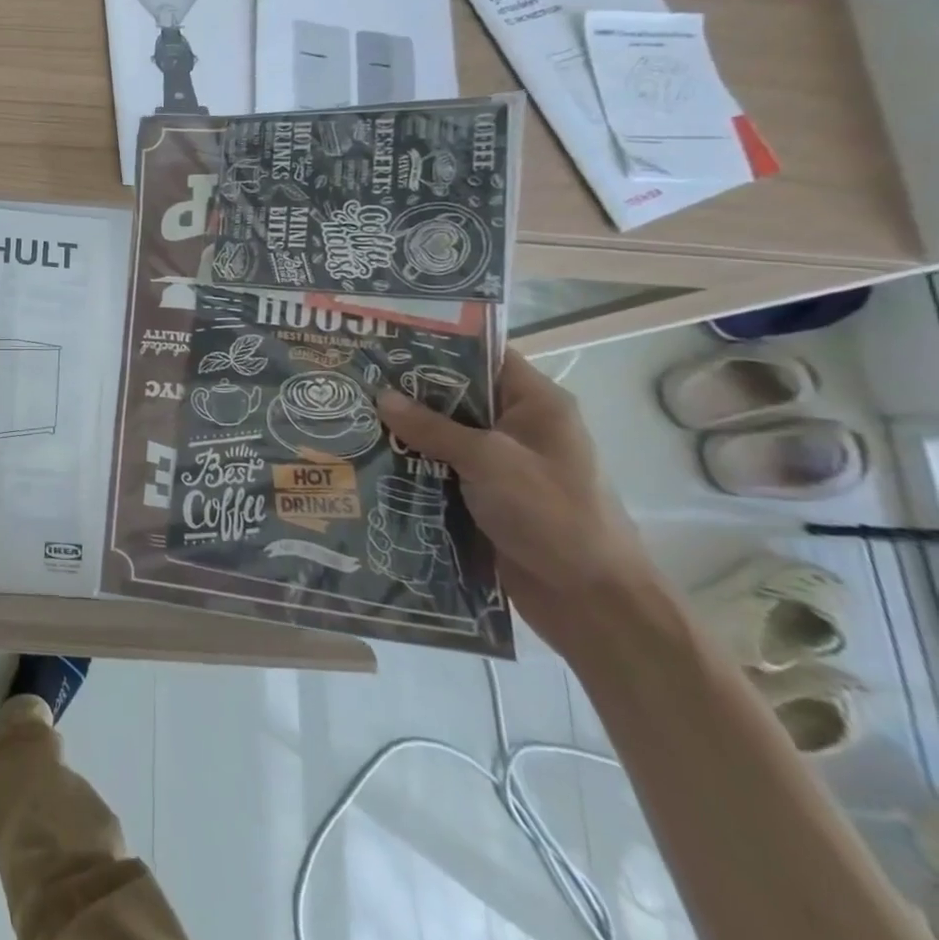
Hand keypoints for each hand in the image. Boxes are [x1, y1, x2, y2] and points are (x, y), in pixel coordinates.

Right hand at [377, 349, 657, 649]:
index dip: (436, 343)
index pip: (483, 355)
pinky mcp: (485, 495)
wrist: (592, 601)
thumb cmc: (553, 515)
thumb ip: (433, 427)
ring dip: (404, 431)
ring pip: (443, 434)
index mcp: (536, 404)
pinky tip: (368, 457)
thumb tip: (381, 397)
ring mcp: (501, 463)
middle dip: (407, 390)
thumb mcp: (489, 461)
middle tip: (353, 377)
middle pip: (455, 394)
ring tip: (348, 413)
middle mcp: (518, 427)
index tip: (385, 338)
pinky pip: (440, 468)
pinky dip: (410, 464)